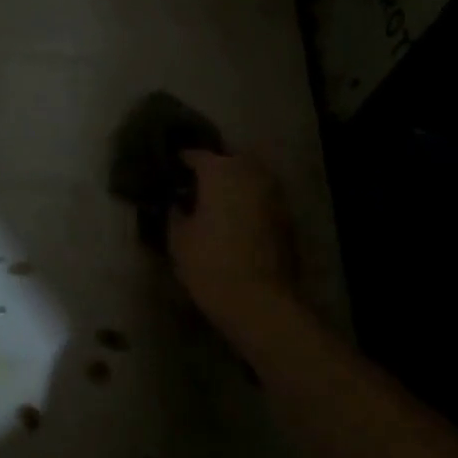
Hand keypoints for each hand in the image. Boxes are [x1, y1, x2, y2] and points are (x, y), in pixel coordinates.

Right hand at [169, 151, 301, 350]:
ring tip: (216, 200)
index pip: (197, 155)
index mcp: (220, 172)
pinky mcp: (287, 219)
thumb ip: (175, 213)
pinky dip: (250, 203)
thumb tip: (177, 203)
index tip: (170, 168)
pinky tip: (236, 220)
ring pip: (251, 177)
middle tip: (195, 183)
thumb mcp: (178, 238)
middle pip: (230, 160)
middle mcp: (251, 174)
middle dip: (214, 167)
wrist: (259, 302)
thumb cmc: (209, 263)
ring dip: (235, 184)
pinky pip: (263, 199)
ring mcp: (274, 195)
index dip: (181, 160)